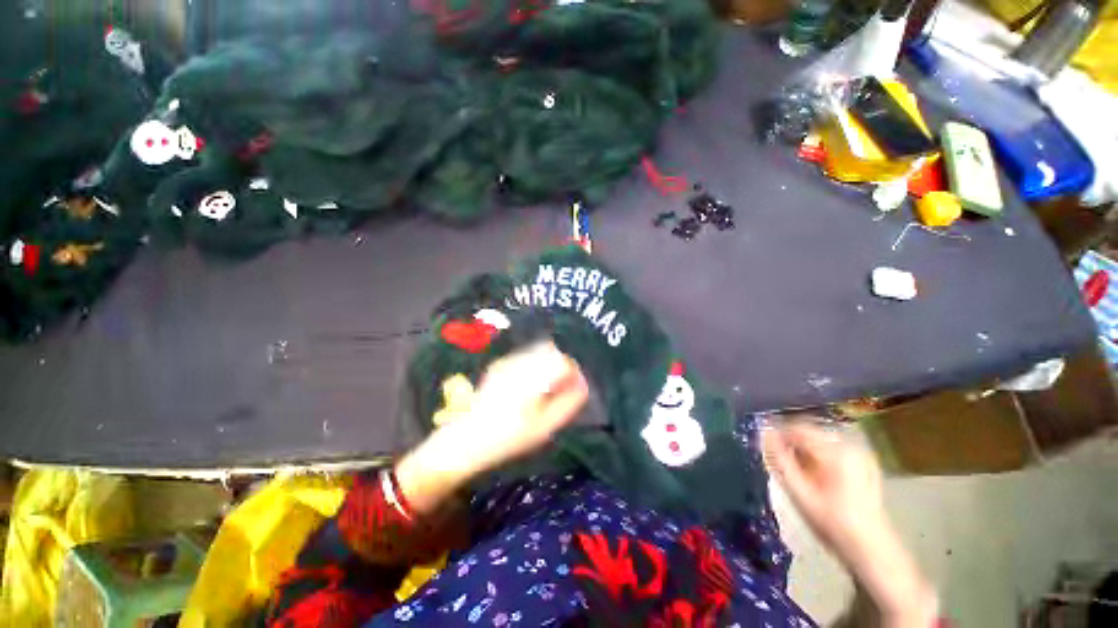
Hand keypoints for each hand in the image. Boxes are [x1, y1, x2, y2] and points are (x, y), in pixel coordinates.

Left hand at [446, 341, 589, 474]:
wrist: (466, 439)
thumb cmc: (510, 437)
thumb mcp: (545, 426)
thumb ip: (568, 403)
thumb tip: (582, 385)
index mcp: (533, 377)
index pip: (563, 361)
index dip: (574, 373)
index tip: (575, 388)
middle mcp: (520, 363)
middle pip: (551, 350)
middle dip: (561, 365)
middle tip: (560, 387)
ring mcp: (507, 362)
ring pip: (537, 351)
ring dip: (547, 364)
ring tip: (545, 387)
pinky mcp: (499, 365)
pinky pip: (524, 357)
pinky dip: (533, 366)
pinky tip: (527, 386)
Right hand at [762, 420, 887, 561]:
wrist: (871, 550)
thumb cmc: (831, 522)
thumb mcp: (799, 492)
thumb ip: (778, 459)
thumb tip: (764, 433)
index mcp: (834, 451)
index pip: (796, 428)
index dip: (777, 434)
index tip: (764, 446)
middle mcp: (849, 446)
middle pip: (809, 433)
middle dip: (791, 444)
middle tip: (778, 462)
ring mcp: (860, 455)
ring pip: (820, 442)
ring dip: (803, 451)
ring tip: (795, 472)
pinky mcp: (865, 465)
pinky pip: (833, 451)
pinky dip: (818, 457)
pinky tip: (815, 478)